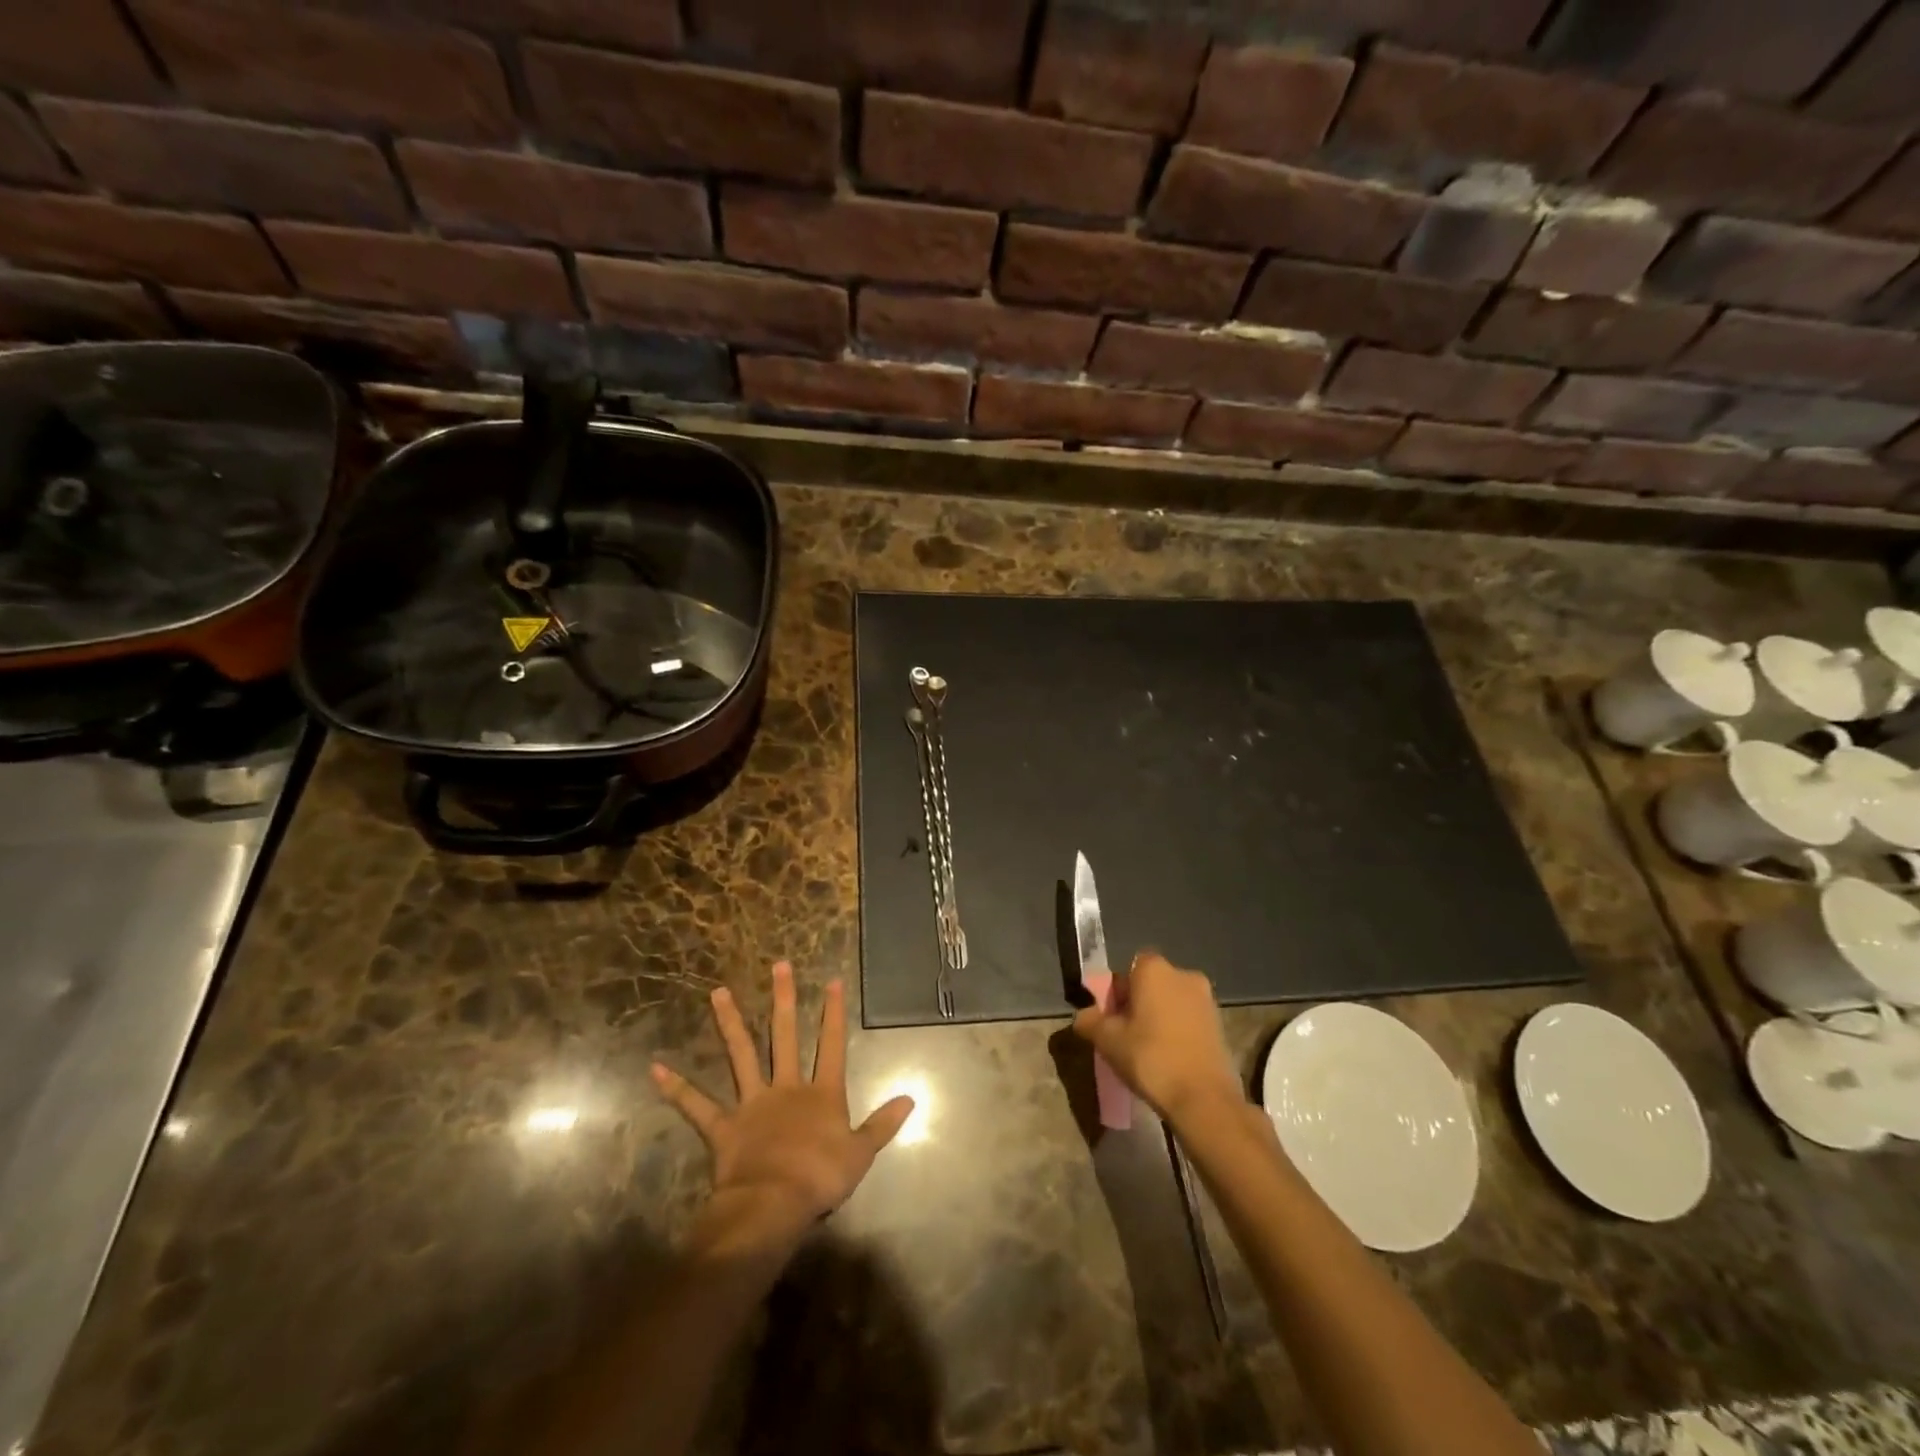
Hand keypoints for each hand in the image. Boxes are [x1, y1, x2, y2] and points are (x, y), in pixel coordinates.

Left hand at [652, 961, 913, 1252]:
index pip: (832, 1044)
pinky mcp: (724, 1126)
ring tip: (718, 992)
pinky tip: (655, 1068)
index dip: (833, 1012)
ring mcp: (752, 1103)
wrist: (774, 1205)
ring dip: (729, 1023)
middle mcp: (786, 1087)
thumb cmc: (820, 1179)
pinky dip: (676, 1088)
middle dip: (783, 999)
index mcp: (821, 1093)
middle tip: (778, 966)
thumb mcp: (861, 1153)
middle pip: (785, 1035)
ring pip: (741, 1055)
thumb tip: (911, 1097)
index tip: (831, 980)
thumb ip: (883, 1123)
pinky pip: (697, 1105)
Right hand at [1071, 951, 1243, 1124]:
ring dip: (1159, 1017)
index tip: (1112, 1018)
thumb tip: (1083, 1015)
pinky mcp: (1220, 1023)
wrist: (1204, 1099)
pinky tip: (1170, 1057)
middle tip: (1126, 1034)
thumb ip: (1089, 1021)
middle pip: (1151, 983)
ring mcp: (1206, 999)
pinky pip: (1189, 1019)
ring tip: (1148, 1050)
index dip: (1117, 992)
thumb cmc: (1151, 1058)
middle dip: (1138, 1003)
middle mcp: (1183, 974)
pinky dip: (1177, 1031)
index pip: (1129, 969)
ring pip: (1171, 1001)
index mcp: (1154, 969)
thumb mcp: (1107, 1040)